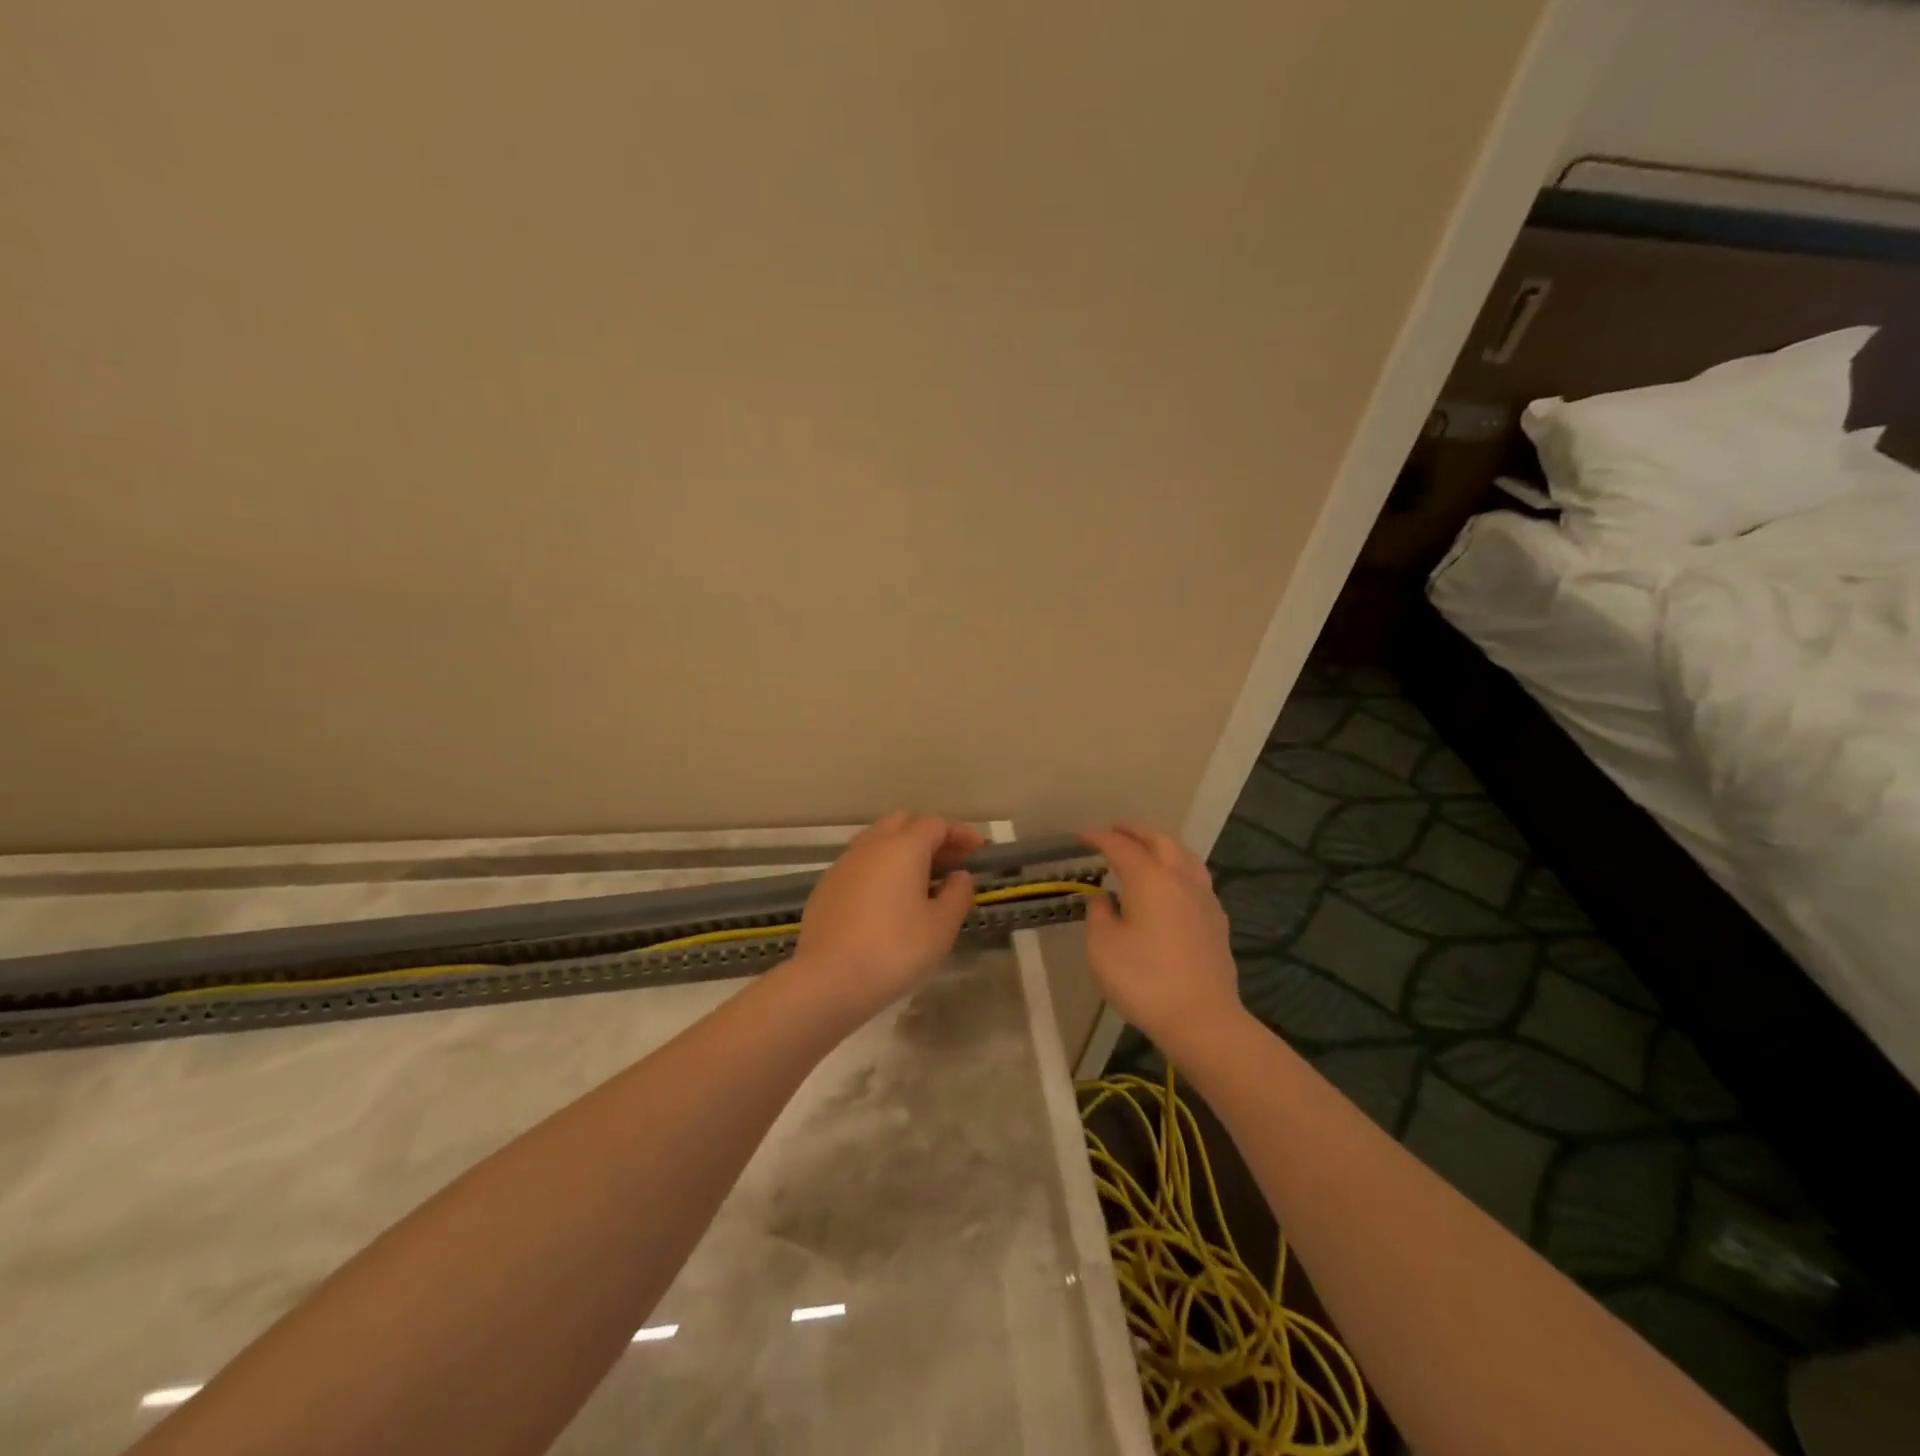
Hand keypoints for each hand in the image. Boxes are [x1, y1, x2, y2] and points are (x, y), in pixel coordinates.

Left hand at [792, 813, 985, 1022]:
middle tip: (950, 861)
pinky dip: (879, 869)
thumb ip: (957, 895)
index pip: (936, 824)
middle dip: (929, 835)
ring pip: (877, 841)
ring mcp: (843, 865)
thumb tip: (958, 875)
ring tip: (920, 879)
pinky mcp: (825, 887)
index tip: (978, 849)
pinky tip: (886, 899)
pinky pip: (859, 864)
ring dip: (901, 850)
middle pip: (903, 824)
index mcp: (903, 847)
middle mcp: (870, 846)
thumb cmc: (895, 950)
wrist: (828, 980)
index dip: (960, 832)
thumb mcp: (941, 927)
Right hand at [1080, 823, 1243, 1052]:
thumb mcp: (1102, 947)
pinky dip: (1177, 868)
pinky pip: (1195, 878)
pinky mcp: (1217, 920)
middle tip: (1115, 830)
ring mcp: (1204, 898)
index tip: (1081, 837)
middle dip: (1135, 831)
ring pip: (1183, 856)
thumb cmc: (1144, 980)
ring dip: (1161, 845)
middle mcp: (1179, 878)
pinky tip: (1171, 885)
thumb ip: (1099, 914)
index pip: (1120, 847)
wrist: (1202, 1019)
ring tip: (1146, 849)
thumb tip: (1105, 898)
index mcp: (1149, 878)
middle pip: (1159, 841)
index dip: (1098, 838)